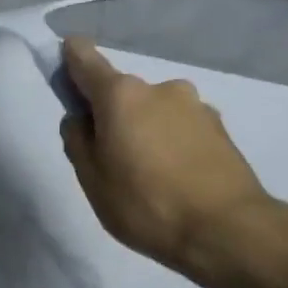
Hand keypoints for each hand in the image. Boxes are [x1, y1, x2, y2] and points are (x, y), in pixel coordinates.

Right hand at [59, 38, 284, 287]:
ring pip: (153, 112)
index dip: (71, 58)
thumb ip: (78, 142)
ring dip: (142, 131)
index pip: (87, 61)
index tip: (63, 61)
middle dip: (110, 116)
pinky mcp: (219, 128)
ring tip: (143, 176)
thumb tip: (80, 118)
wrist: (224, 229)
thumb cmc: (144, 204)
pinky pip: (179, 128)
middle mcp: (160, 88)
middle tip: (107, 159)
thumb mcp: (92, 180)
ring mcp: (195, 106)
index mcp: (122, 96)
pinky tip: (171, 179)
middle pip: (122, 94)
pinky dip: (168, 144)